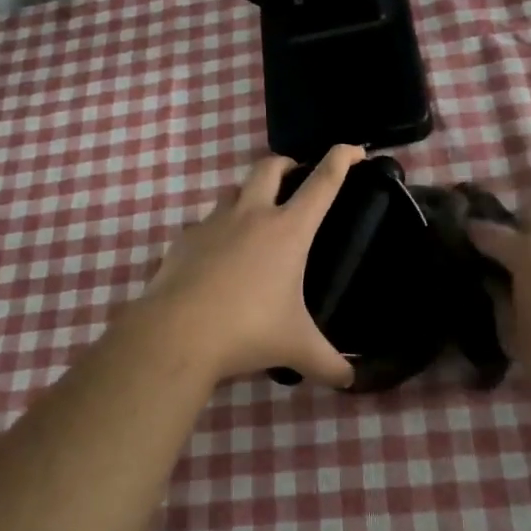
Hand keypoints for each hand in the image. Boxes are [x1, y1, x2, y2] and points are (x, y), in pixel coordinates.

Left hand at [121, 145, 363, 388]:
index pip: (322, 183)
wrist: (177, 332)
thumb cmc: (248, 330)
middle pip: (270, 166)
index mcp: (288, 230)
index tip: (353, 149)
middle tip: (295, 177)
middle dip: (286, 164)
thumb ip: (328, 363)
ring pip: (234, 190)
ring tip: (256, 220)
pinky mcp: (184, 239)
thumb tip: (350, 381)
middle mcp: (251, 215)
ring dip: (249, 195)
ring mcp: (213, 223)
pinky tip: (218, 258)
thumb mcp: (296, 348)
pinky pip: (205, 225)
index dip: (341, 159)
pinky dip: (218, 231)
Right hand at [468, 210, 530, 411]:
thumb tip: (494, 287)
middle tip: (495, 253)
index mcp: (528, 252)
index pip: (490, 232)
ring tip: (522, 272)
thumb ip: (500, 306)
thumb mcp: (515, 338)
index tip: (455, 238)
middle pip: (530, 217)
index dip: (471, 233)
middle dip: (511, 228)